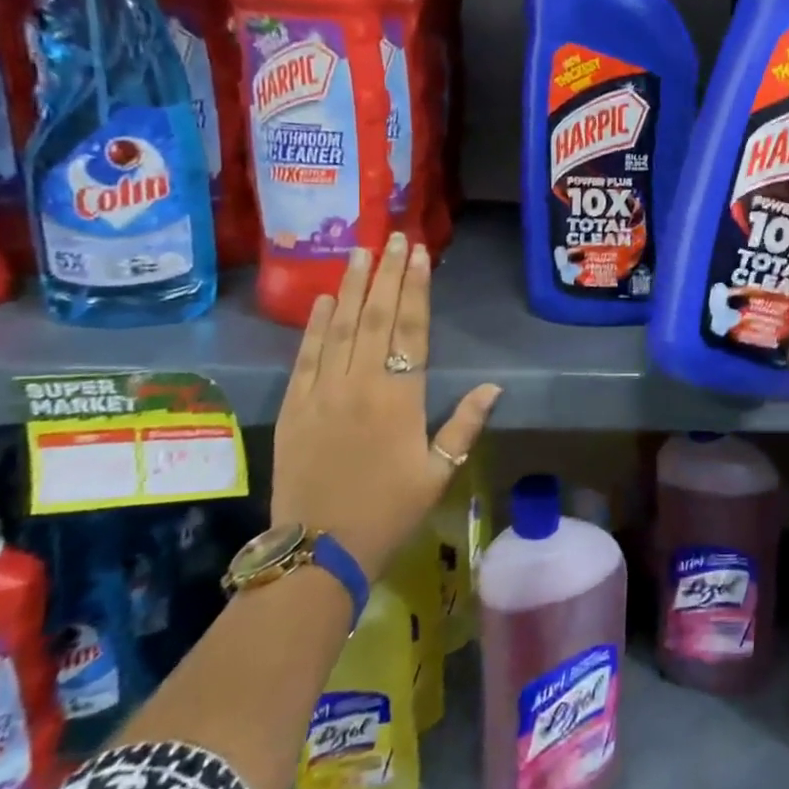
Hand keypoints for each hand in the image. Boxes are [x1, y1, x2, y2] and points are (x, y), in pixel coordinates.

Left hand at [272, 234, 500, 576]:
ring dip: (351, 287)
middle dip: (385, 273)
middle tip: (392, 237)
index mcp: (400, 398)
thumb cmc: (388, 511)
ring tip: (358, 252)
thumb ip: (465, 424)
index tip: (418, 253)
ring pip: (339, 327)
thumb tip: (494, 386)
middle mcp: (360, 384)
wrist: (317, 552)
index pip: (411, 329)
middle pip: (375, 316)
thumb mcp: (438, 472)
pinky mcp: (293, 407)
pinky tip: (323, 300)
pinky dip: (314, 325)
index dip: (416, 287)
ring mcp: (321, 393)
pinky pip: (305, 356)